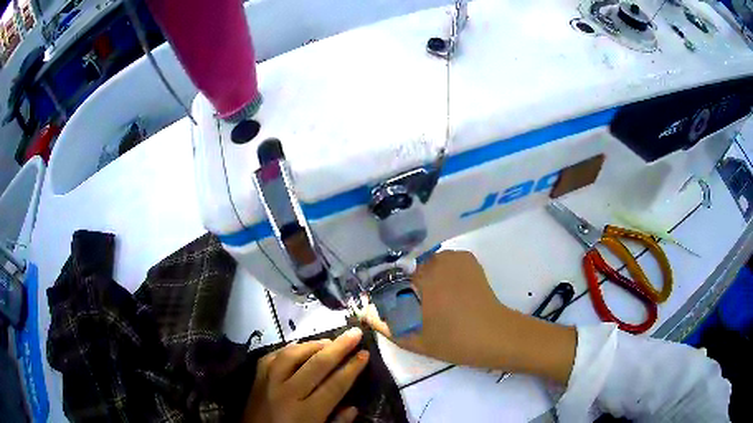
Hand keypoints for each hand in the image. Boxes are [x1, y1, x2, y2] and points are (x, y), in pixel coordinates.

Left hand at [243, 327, 369, 422]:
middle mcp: (286, 394)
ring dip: (313, 345)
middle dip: (338, 347)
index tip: (365, 354)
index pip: (334, 385)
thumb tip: (353, 407)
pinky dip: (288, 349)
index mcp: (305, 413)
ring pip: (291, 355)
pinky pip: (272, 356)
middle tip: (354, 333)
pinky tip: (299, 348)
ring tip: (329, 341)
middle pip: (316, 365)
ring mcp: (267, 383)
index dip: (351, 369)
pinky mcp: (256, 378)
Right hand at [362, 250, 575, 383]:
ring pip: (424, 265)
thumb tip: (361, 307)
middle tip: (408, 307)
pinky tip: (446, 294)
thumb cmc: (452, 340)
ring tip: (429, 302)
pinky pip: (442, 264)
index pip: (389, 275)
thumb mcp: (410, 337)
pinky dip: (438, 275)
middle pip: (406, 268)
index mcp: (421, 277)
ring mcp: (454, 256)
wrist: (494, 335)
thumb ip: (381, 321)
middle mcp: (435, 258)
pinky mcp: (467, 258)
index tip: (385, 304)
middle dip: (402, 285)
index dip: (384, 290)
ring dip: (421, 280)